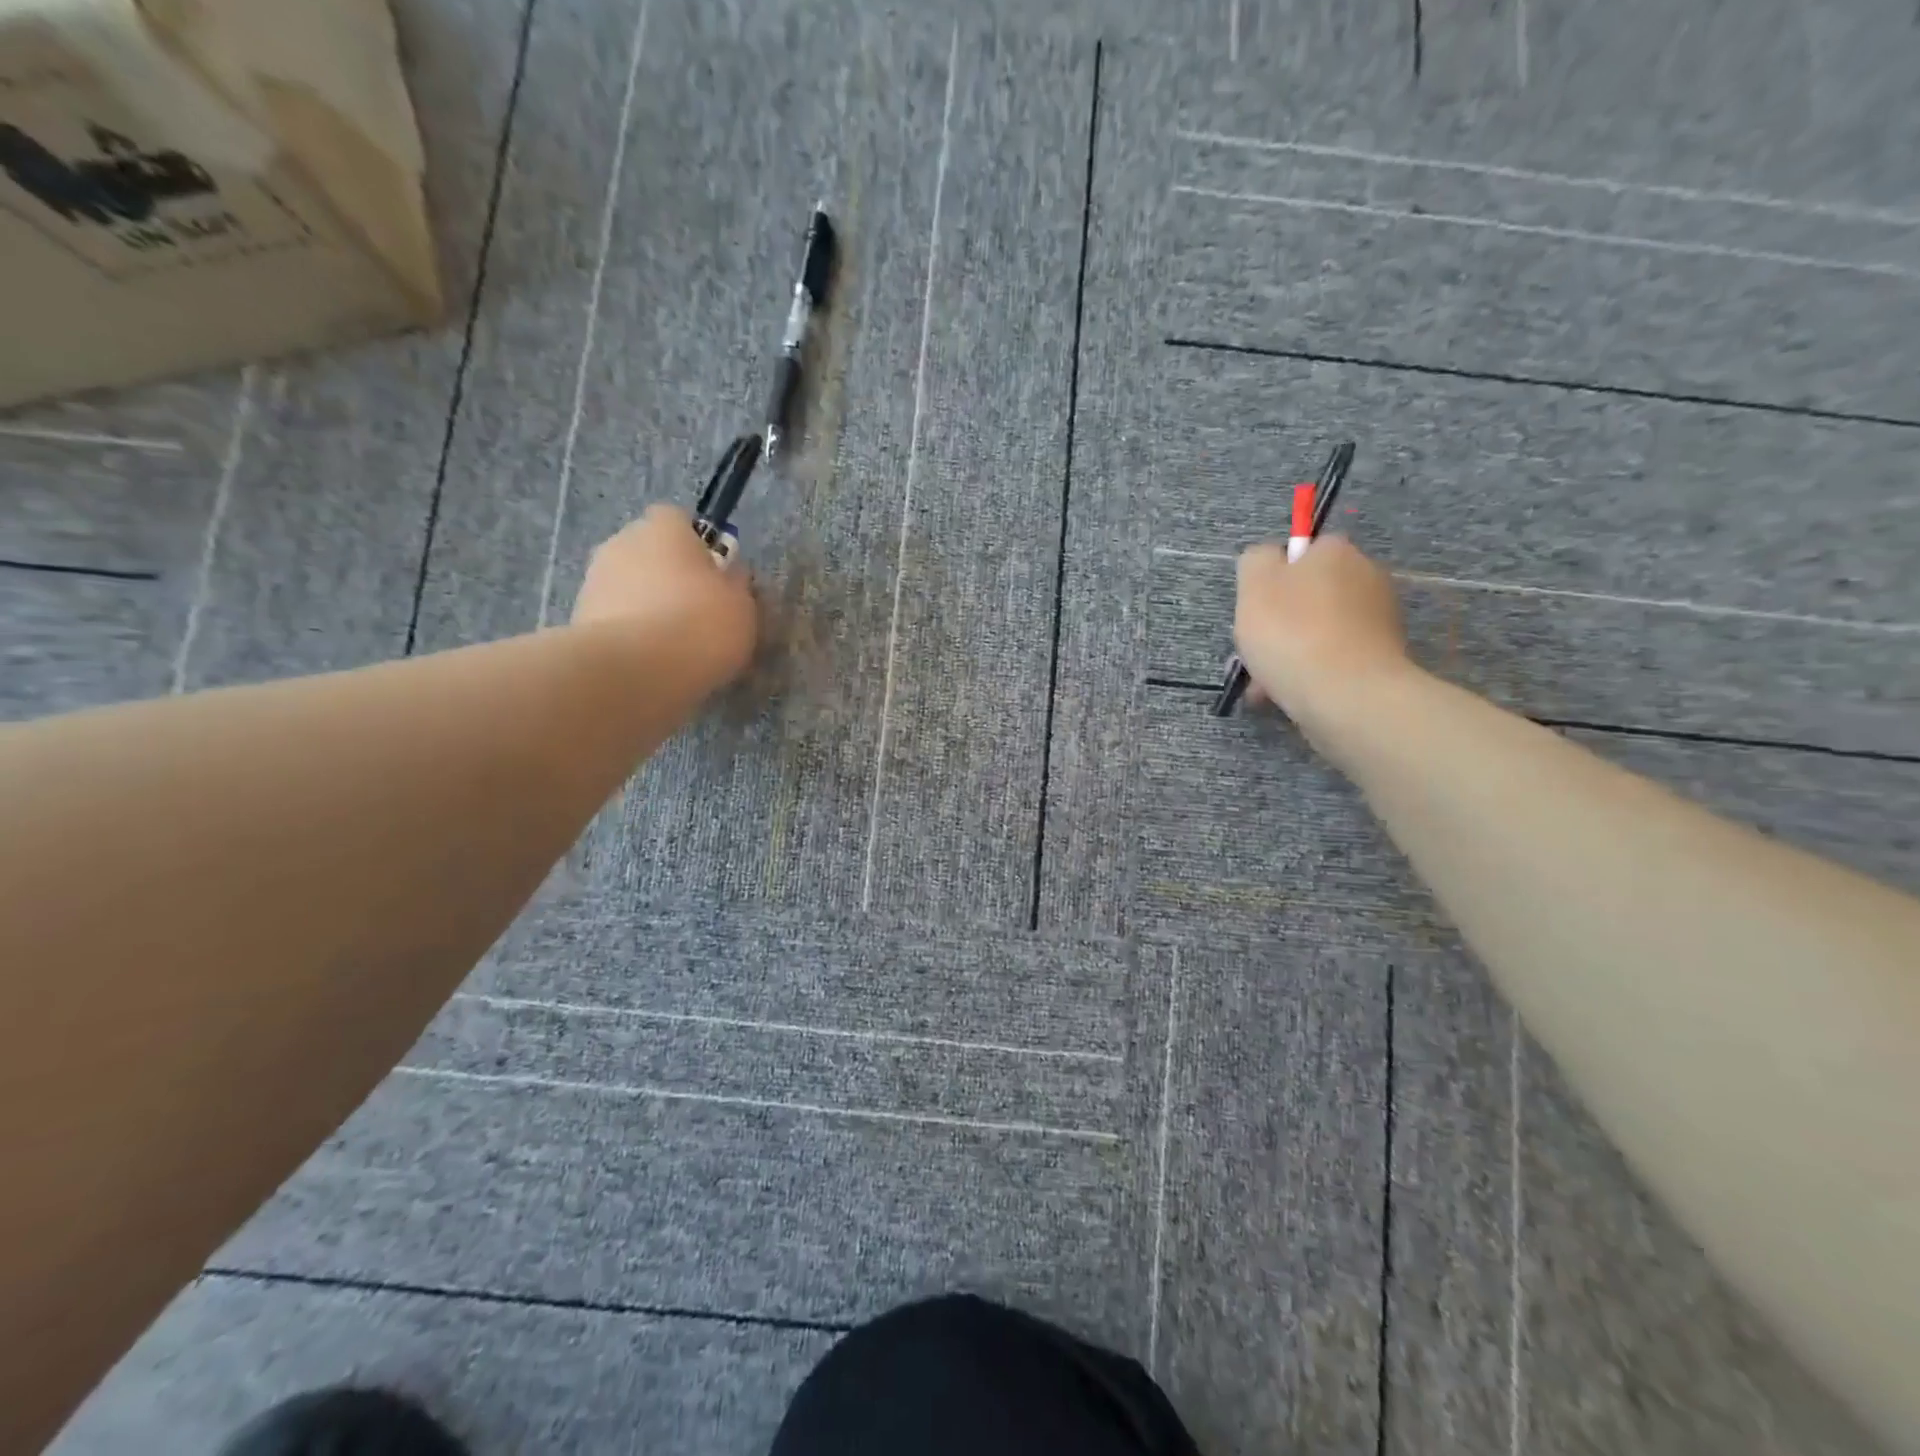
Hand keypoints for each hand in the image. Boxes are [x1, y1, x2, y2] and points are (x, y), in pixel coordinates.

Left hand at [572, 504, 757, 688]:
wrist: (634, 671)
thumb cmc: (700, 624)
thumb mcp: (742, 605)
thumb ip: (735, 584)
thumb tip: (729, 575)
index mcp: (664, 527)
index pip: (678, 519)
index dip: (698, 545)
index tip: (714, 576)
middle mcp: (622, 542)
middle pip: (650, 552)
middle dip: (669, 577)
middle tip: (697, 613)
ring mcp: (594, 580)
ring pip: (630, 587)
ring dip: (648, 606)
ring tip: (674, 646)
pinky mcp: (579, 619)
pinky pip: (615, 619)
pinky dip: (632, 634)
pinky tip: (652, 663)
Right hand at [1234, 535, 1410, 739]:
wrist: (1346, 695)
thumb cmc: (1293, 633)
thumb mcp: (1254, 584)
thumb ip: (1256, 560)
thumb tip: (1270, 560)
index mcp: (1336, 552)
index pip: (1302, 551)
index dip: (1274, 578)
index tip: (1257, 607)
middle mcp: (1366, 576)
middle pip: (1310, 594)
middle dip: (1281, 621)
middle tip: (1257, 649)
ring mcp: (1379, 619)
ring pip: (1319, 630)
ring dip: (1292, 651)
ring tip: (1266, 683)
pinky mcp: (1383, 657)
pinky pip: (1335, 658)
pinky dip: (1313, 671)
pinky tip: (1290, 694)